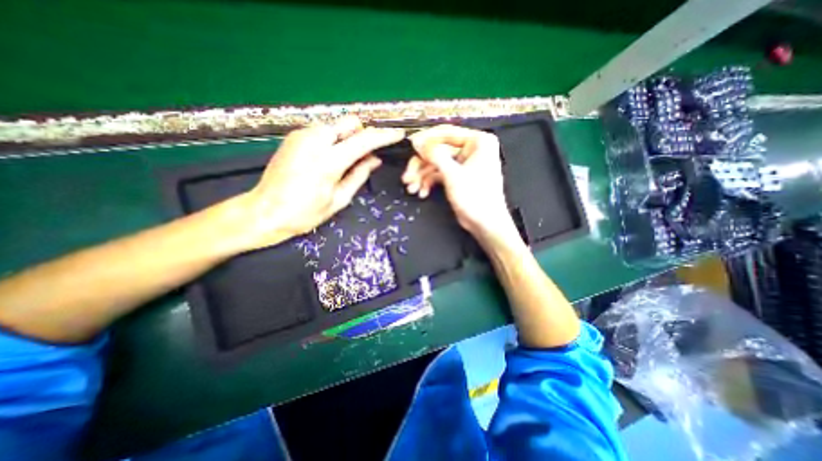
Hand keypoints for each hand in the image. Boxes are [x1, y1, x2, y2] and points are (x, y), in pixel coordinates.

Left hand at [237, 116, 402, 249]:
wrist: (265, 212)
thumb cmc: (305, 213)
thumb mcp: (339, 199)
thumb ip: (359, 175)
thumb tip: (375, 159)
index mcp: (328, 161)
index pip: (364, 140)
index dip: (384, 136)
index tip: (397, 135)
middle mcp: (314, 140)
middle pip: (350, 122)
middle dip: (363, 135)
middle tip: (365, 155)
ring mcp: (301, 135)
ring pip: (336, 125)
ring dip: (348, 138)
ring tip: (347, 160)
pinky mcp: (294, 137)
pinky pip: (323, 131)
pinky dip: (334, 140)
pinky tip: (330, 158)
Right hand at [403, 124, 515, 242]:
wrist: (485, 223)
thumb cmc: (475, 196)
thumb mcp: (453, 174)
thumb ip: (434, 155)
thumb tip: (417, 142)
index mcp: (478, 141)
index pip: (447, 133)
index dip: (427, 139)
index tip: (411, 145)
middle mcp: (471, 149)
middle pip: (438, 150)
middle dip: (421, 165)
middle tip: (407, 176)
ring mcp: (463, 164)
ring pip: (436, 164)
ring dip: (422, 176)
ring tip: (411, 188)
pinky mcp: (457, 177)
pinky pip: (439, 174)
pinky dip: (429, 183)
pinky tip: (421, 192)